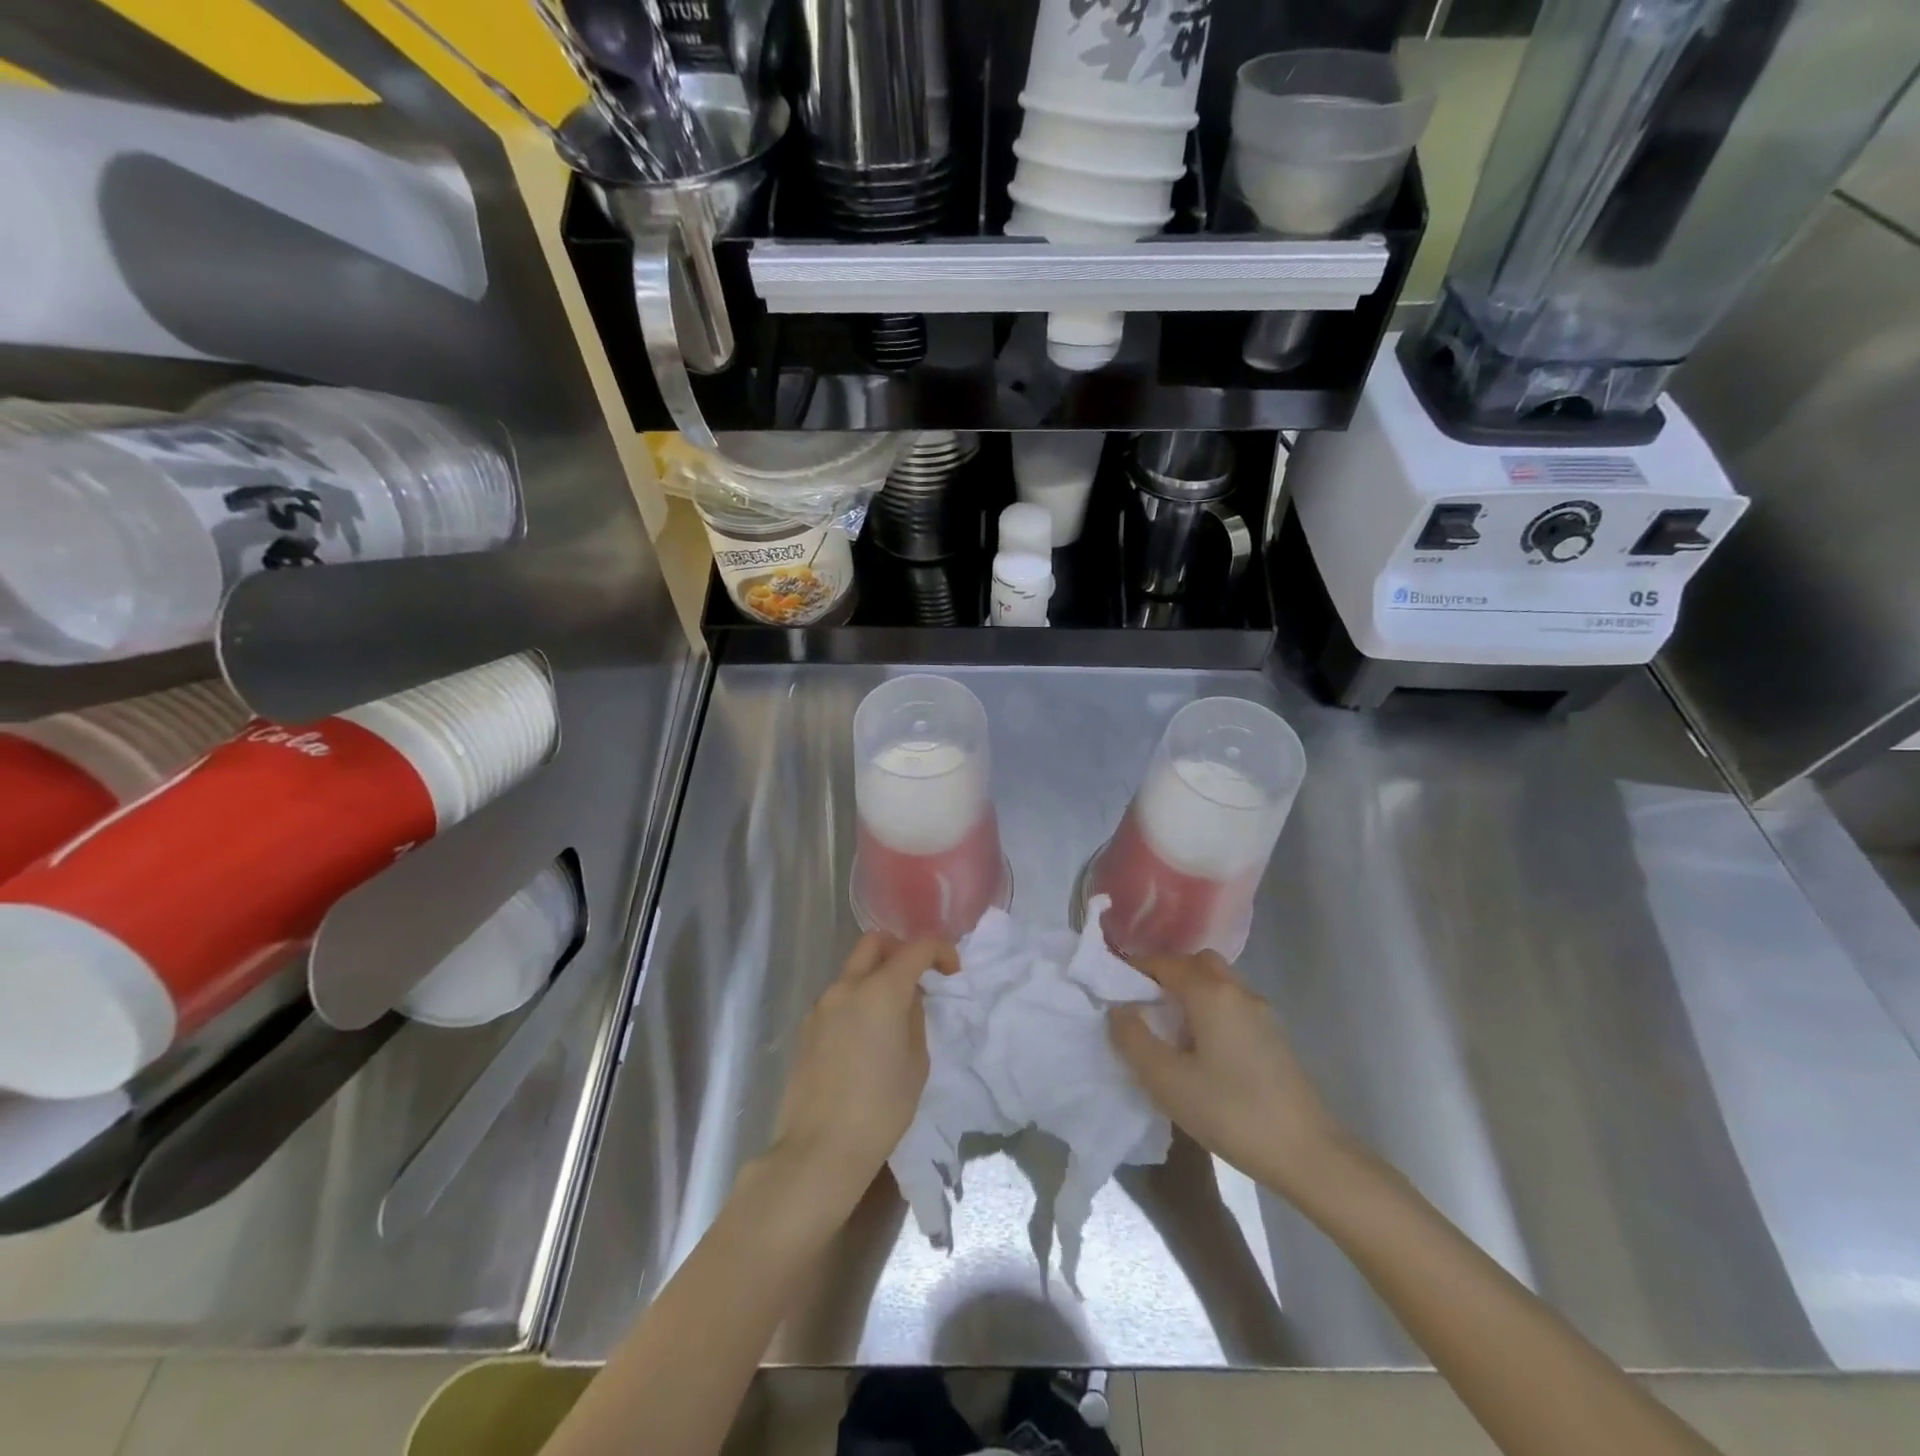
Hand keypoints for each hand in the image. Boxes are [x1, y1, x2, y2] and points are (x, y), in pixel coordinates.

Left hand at [769, 933, 958, 1215]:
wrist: (819, 1150)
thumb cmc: (880, 1109)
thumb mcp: (915, 1063)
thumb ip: (914, 1018)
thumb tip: (907, 998)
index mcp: (880, 991)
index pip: (916, 948)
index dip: (940, 951)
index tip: (951, 971)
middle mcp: (847, 987)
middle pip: (874, 942)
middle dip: (900, 950)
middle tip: (917, 977)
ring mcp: (821, 1005)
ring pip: (852, 970)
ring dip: (875, 977)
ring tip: (890, 1015)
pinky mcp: (805, 1028)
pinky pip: (837, 998)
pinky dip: (856, 1000)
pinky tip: (864, 1038)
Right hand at [1108, 951, 1343, 1199]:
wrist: (1308, 1155)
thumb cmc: (1230, 1111)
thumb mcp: (1166, 1080)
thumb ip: (1133, 1039)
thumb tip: (1118, 1009)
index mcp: (1210, 992)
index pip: (1165, 962)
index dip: (1135, 969)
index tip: (1113, 988)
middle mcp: (1238, 991)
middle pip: (1197, 963)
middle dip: (1167, 975)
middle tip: (1144, 1004)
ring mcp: (1262, 1014)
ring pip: (1219, 984)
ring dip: (1191, 993)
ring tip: (1169, 1029)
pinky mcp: (1275, 1039)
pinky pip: (1233, 1007)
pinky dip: (1211, 1011)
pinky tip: (1201, 1050)